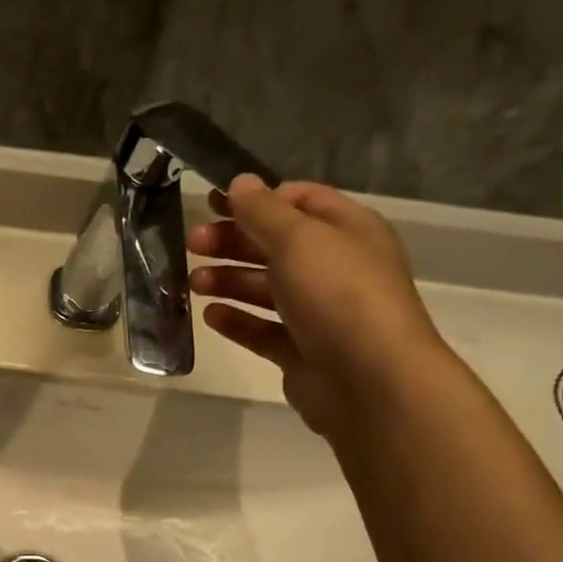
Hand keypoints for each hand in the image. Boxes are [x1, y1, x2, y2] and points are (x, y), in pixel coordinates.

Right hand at [187, 174, 449, 440]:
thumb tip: (239, 182)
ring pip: (265, 288)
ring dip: (228, 280)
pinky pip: (262, 330)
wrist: (369, 380)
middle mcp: (336, 268)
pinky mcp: (301, 350)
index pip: (299, 201)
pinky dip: (236, 320)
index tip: (212, 203)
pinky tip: (210, 315)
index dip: (256, 199)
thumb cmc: (337, 295)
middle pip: (276, 245)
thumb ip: (262, 210)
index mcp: (347, 231)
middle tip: (193, 243)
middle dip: (233, 241)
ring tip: (193, 283)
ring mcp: (319, 313)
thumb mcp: (298, 239)